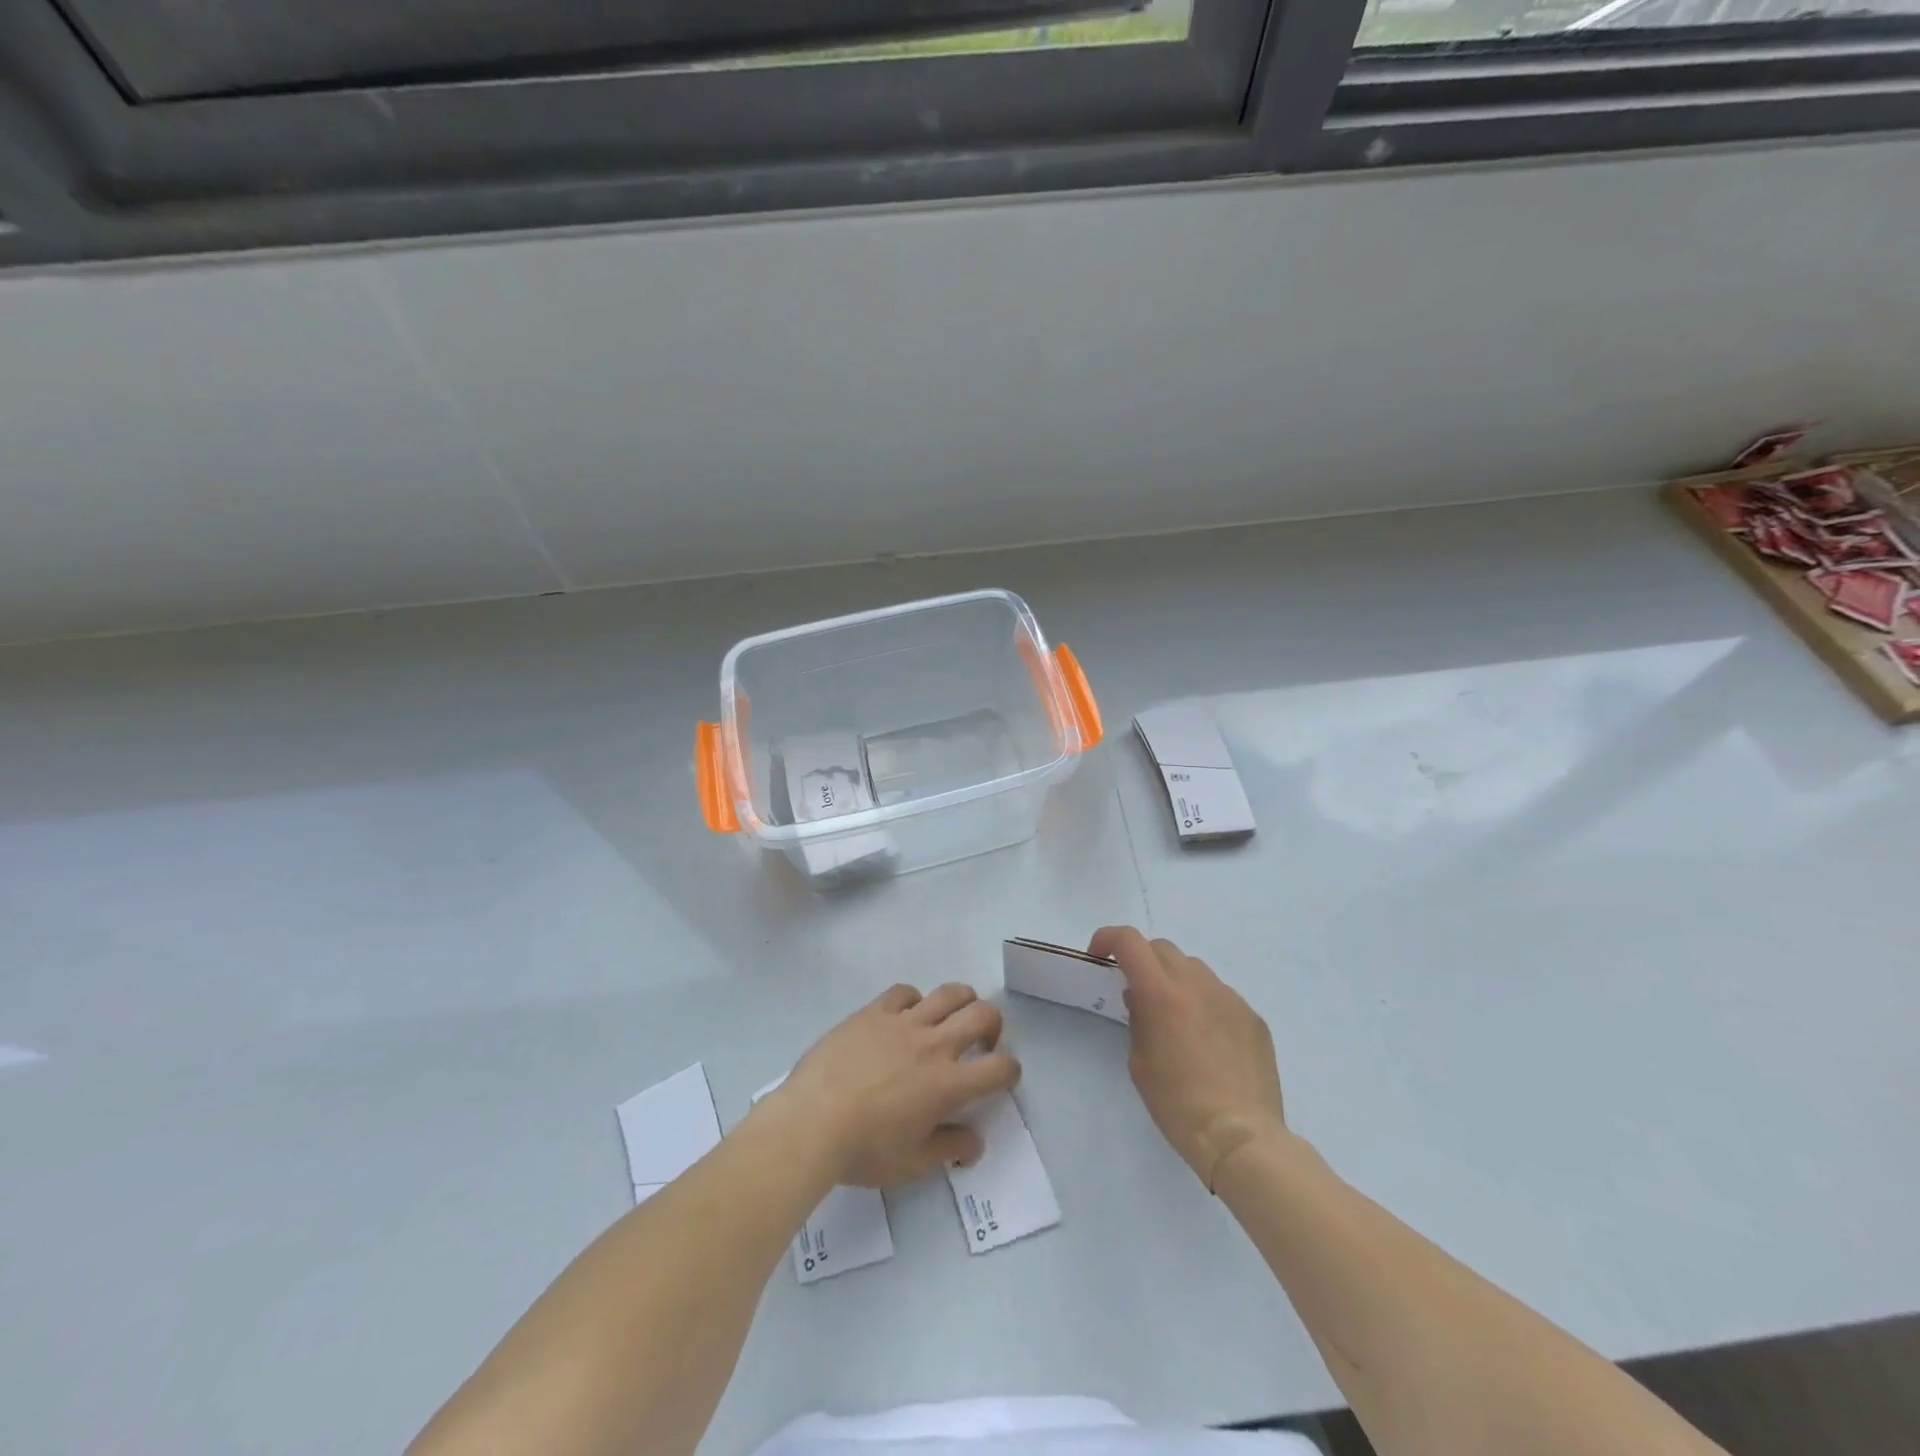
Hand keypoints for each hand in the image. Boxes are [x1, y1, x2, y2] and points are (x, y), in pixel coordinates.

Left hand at [775, 983, 1020, 1188]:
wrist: (811, 1122)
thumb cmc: (863, 1150)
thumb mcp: (912, 1165)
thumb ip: (949, 1150)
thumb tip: (974, 1141)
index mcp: (948, 1084)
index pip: (1000, 1067)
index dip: (1010, 1070)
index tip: (1002, 1076)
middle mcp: (934, 1044)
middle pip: (983, 1014)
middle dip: (993, 1026)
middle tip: (982, 1042)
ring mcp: (903, 1022)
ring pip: (949, 993)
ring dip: (962, 1002)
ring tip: (952, 1018)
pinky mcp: (874, 1011)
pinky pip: (905, 992)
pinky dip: (914, 1001)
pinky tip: (905, 1017)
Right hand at [1089, 927, 1284, 1190]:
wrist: (1241, 1138)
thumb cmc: (1178, 1105)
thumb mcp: (1139, 1062)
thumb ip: (1138, 1018)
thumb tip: (1142, 999)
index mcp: (1162, 993)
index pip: (1129, 941)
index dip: (1107, 939)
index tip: (1099, 958)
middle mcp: (1197, 984)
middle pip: (1162, 948)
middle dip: (1141, 960)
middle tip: (1135, 991)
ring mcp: (1230, 998)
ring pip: (1194, 968)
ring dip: (1175, 979)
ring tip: (1175, 1015)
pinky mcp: (1253, 1017)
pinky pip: (1221, 995)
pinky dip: (1205, 1003)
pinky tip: (1207, 1039)